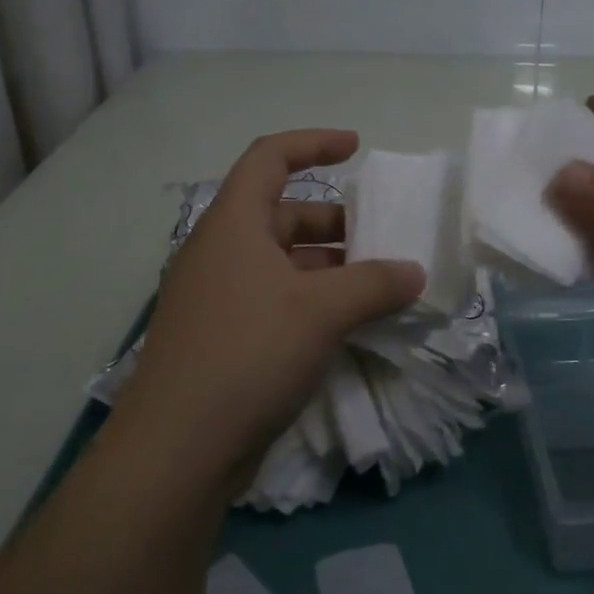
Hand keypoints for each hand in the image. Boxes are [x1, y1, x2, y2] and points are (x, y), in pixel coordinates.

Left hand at [112, 129, 424, 493]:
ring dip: (328, 267)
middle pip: (282, 213)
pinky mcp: (221, 338)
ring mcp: (217, 297)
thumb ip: (375, 284)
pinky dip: (311, 301)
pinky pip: (274, 299)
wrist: (178, 450)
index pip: (270, 158)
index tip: (356, 148)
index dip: (313, 143)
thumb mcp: (322, 311)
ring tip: (375, 287)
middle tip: (380, 241)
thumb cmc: (249, 353)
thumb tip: (415, 273)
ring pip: (281, 262)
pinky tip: (345, 326)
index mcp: (233, 224)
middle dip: (334, 222)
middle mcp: (220, 251)